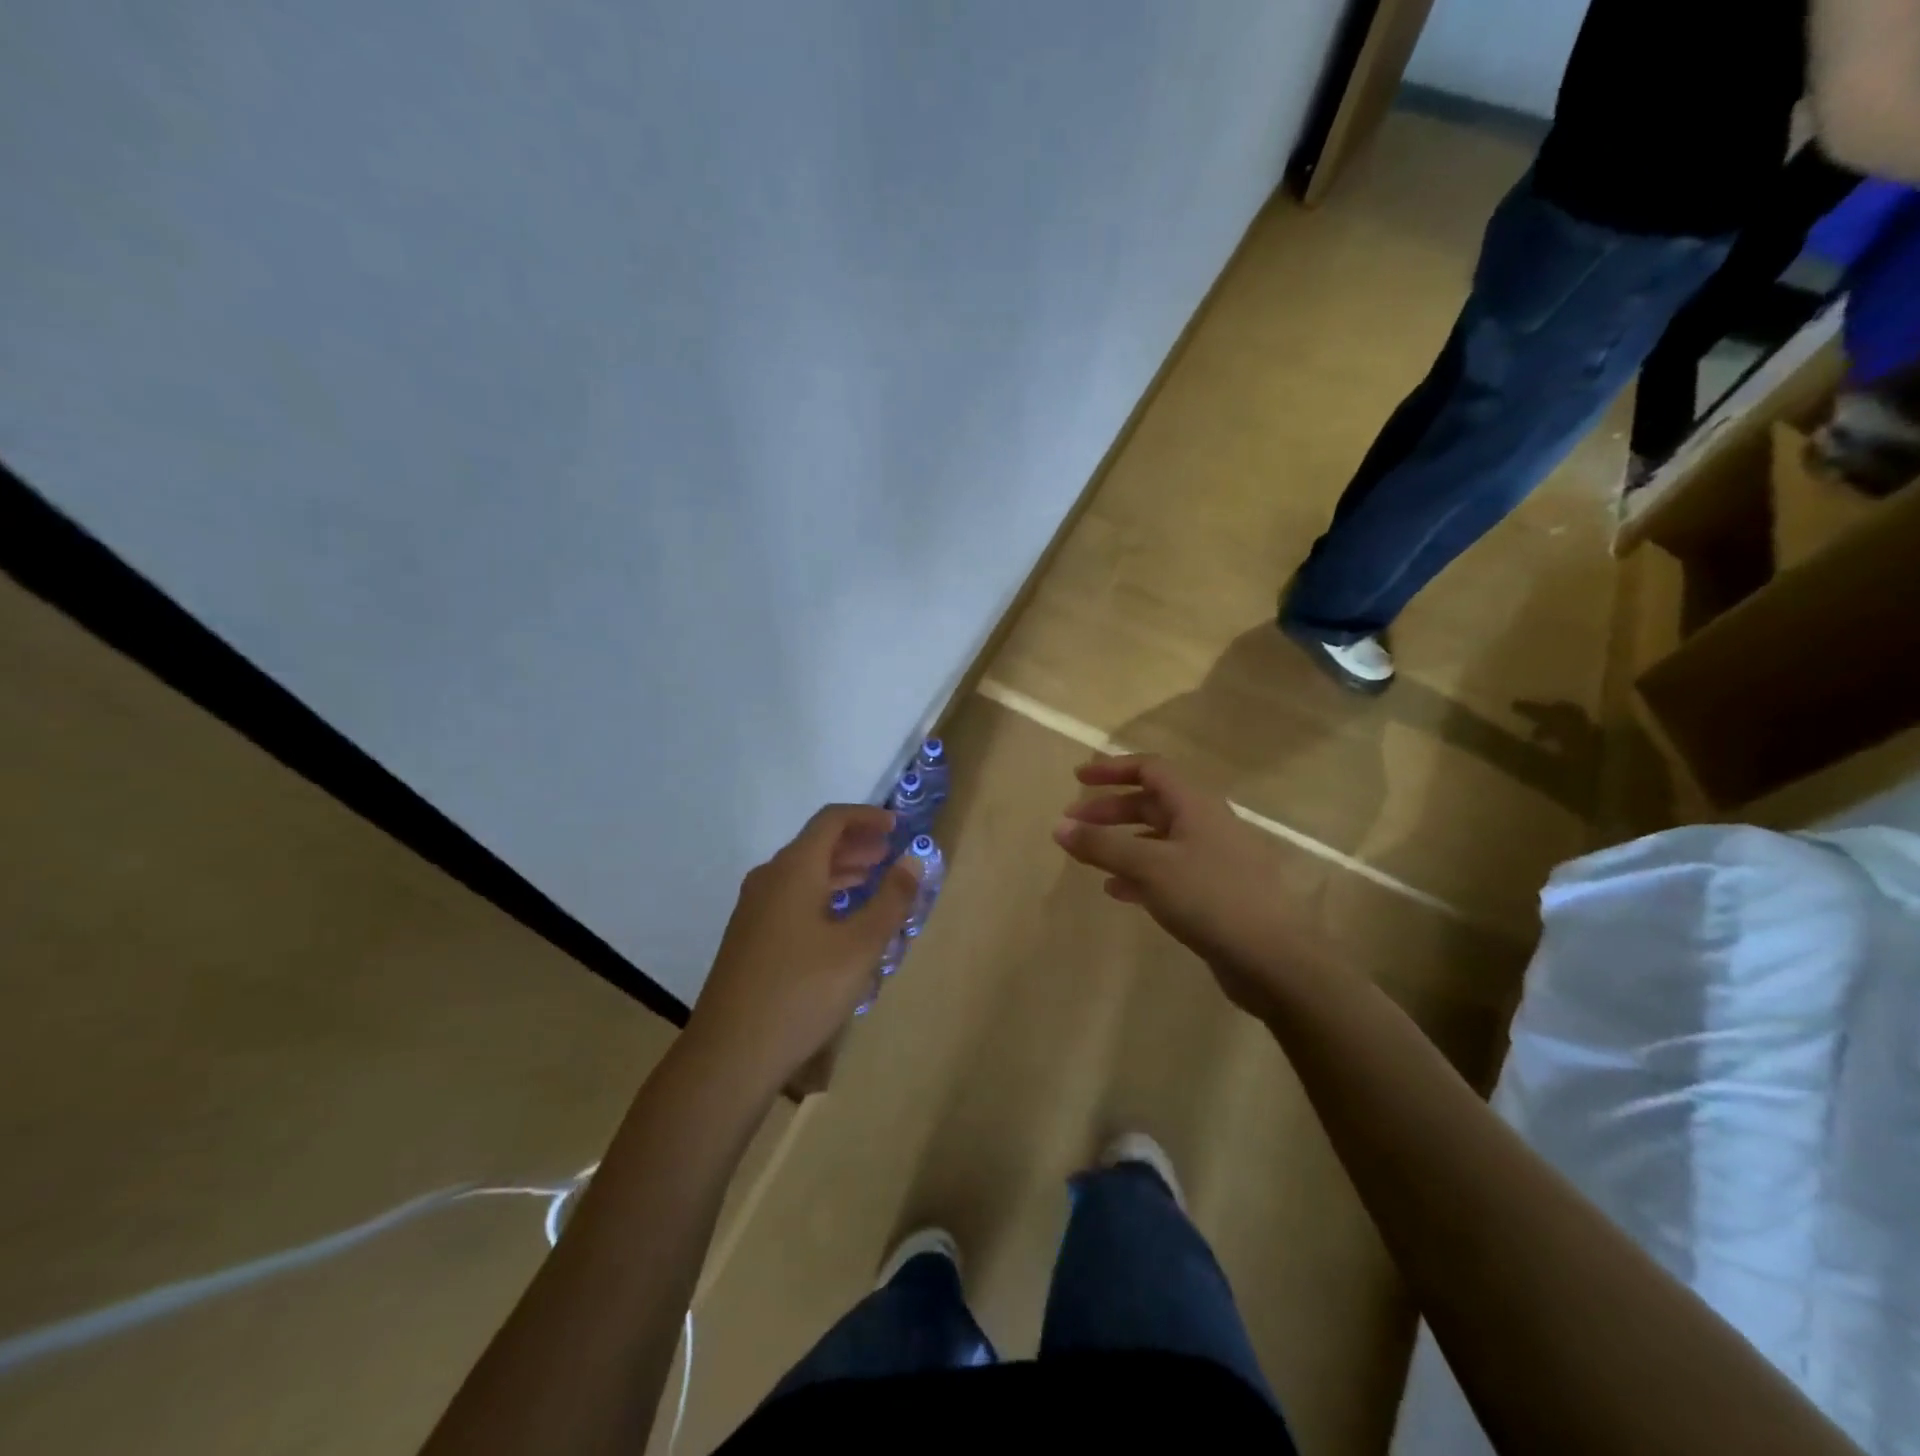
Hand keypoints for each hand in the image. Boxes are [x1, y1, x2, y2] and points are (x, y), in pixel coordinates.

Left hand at [688, 805, 918, 1087]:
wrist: (730, 1054)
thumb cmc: (802, 992)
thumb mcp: (860, 946)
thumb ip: (891, 900)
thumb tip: (913, 860)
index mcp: (793, 870)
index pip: (831, 820)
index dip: (867, 816)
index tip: (898, 826)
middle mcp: (769, 879)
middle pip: (815, 845)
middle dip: (856, 844)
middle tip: (889, 853)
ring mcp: (753, 910)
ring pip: (802, 874)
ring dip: (840, 871)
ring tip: (872, 882)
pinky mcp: (749, 938)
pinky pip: (791, 898)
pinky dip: (822, 895)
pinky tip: (840, 921)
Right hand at [1053, 755, 1321, 1019]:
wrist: (1273, 957)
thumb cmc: (1210, 898)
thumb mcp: (1149, 866)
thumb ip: (1102, 846)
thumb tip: (1059, 827)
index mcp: (1195, 804)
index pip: (1150, 769)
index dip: (1112, 769)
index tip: (1077, 778)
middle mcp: (1206, 824)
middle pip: (1151, 803)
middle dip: (1110, 810)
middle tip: (1073, 824)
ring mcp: (1213, 858)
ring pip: (1158, 838)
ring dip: (1122, 842)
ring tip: (1090, 858)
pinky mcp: (1215, 891)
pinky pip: (1168, 871)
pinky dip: (1139, 874)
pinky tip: (1118, 891)